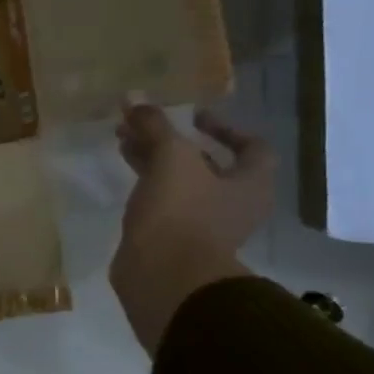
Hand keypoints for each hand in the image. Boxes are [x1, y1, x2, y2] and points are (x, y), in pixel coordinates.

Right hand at [109, 106, 275, 354]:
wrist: (163, 276)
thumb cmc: (181, 212)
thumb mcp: (170, 157)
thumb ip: (154, 125)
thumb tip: (135, 97)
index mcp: (250, 184)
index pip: (251, 147)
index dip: (224, 127)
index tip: (192, 117)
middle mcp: (233, 205)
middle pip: (207, 164)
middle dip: (173, 141)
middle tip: (141, 125)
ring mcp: (203, 226)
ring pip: (180, 183)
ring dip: (154, 161)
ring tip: (122, 142)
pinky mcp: (172, 241)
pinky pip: (162, 204)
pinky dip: (145, 186)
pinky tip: (122, 176)